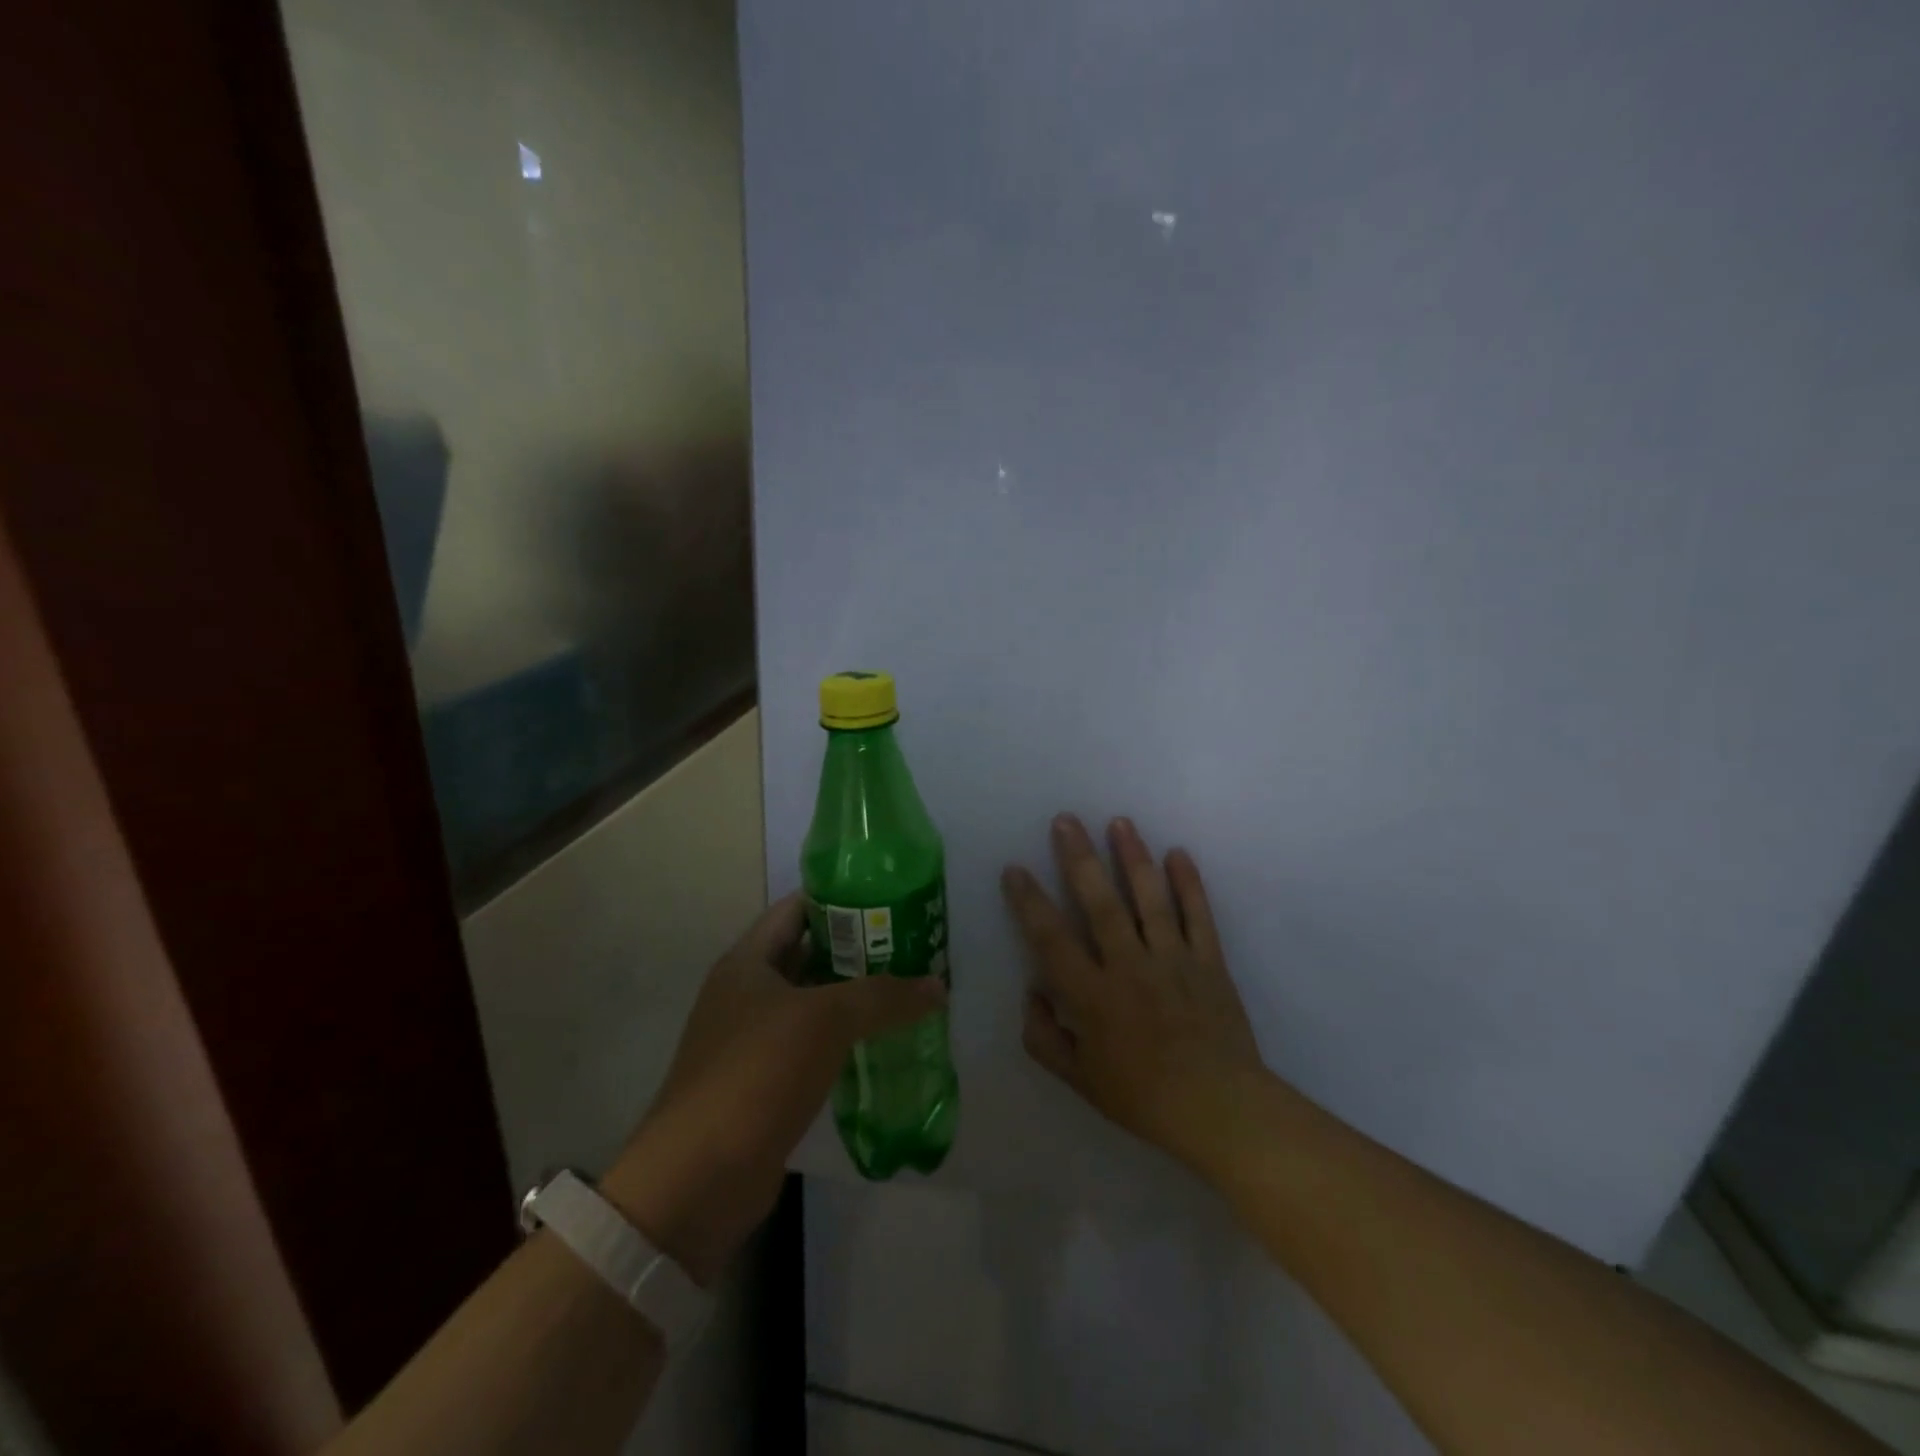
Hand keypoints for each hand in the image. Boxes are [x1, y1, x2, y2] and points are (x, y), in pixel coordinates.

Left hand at [601, 894, 944, 1283]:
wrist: (698, 1179)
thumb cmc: (757, 1073)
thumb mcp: (825, 1020)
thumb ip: (883, 996)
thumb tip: (938, 987)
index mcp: (748, 961)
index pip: (798, 908)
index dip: (841, 897)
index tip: (891, 897)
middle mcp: (748, 993)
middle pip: (810, 955)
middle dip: (860, 949)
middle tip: (914, 946)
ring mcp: (754, 1040)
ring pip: (816, 1004)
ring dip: (858, 998)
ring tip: (910, 990)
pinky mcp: (766, 1083)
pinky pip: (815, 1047)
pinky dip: (847, 1041)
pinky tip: (887, 1043)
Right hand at [1002, 814, 1265, 1171]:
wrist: (1220, 1110)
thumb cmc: (1142, 1097)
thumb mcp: (1079, 1079)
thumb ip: (1045, 1037)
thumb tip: (1032, 992)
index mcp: (1093, 996)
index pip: (1052, 939)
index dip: (1029, 902)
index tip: (1015, 869)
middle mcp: (1130, 967)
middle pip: (1100, 903)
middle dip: (1079, 858)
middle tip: (1066, 820)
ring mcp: (1173, 960)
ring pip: (1149, 899)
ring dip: (1133, 857)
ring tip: (1119, 822)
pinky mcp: (1209, 961)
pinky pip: (1198, 916)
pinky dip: (1189, 884)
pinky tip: (1177, 853)